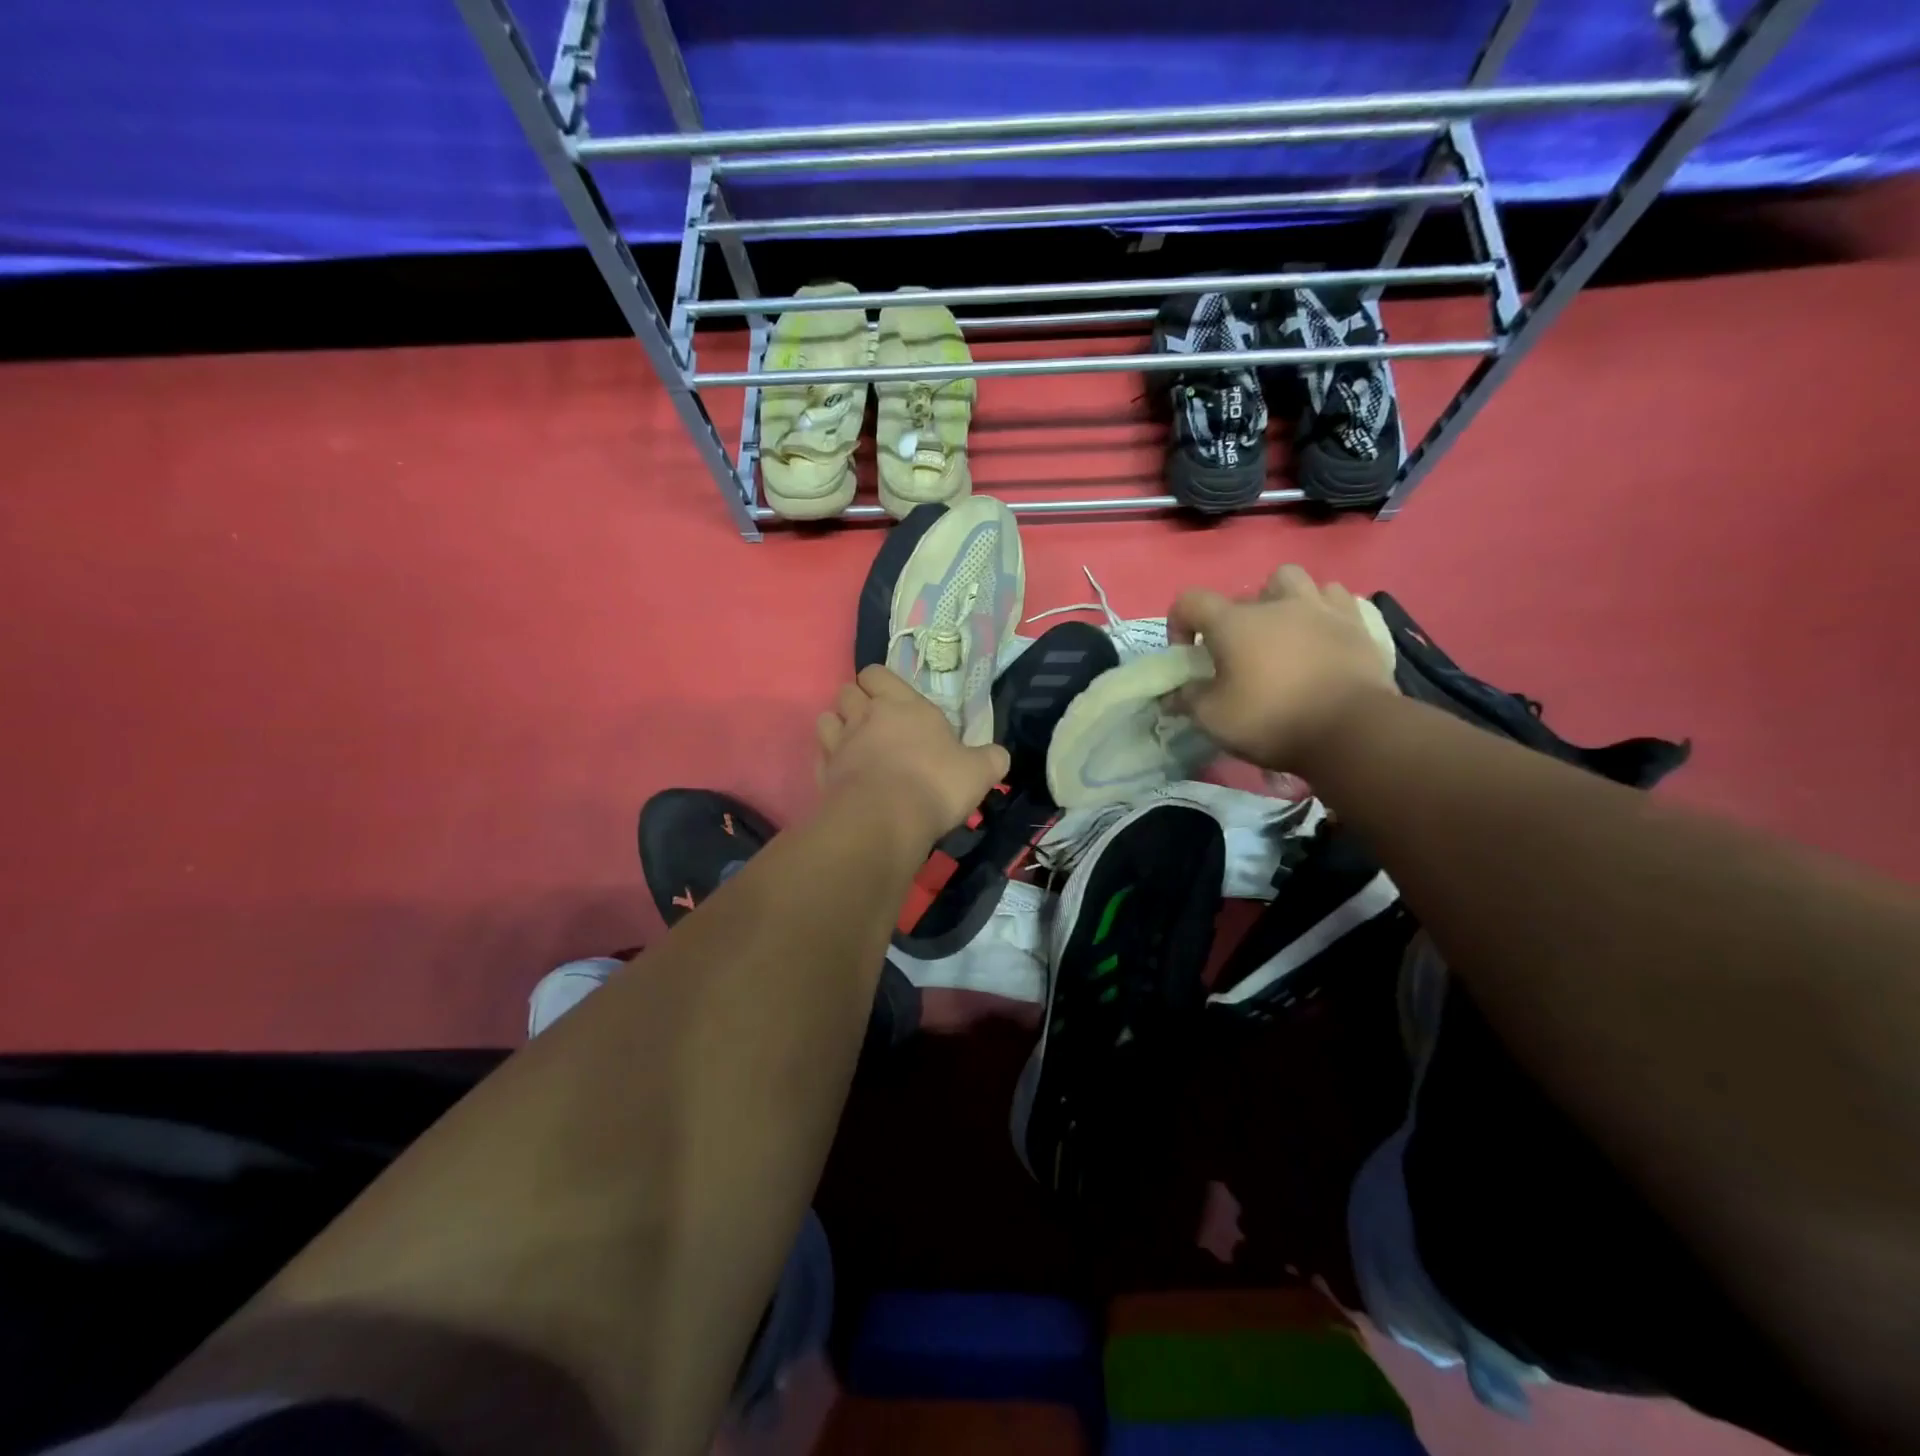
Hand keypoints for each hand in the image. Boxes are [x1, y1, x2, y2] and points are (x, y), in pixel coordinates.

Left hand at [816, 665, 1010, 848]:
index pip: (876, 673)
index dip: (879, 682)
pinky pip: (820, 756)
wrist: (885, 820)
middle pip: (846, 692)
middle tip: (875, 723)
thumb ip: (990, 759)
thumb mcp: (979, 772)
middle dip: (856, 702)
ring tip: (854, 745)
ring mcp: (840, 744)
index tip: (892, 700)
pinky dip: (829, 760)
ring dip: (837, 727)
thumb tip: (999, 756)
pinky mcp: (824, 774)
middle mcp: (866, 716)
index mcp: (903, 705)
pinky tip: (843, 774)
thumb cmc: (935, 784)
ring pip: (826, 720)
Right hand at [1169, 564, 1395, 772]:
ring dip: (1280, 600)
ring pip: (1292, 581)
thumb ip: (1189, 699)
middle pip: (1244, 592)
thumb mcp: (1213, 718)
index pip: (1191, 601)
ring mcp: (1320, 608)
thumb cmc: (1272, 720)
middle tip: (1238, 651)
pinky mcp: (1356, 622)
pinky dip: (1321, 610)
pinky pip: (1334, 597)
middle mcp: (1274, 604)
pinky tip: (1319, 633)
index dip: (1180, 623)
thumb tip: (1175, 693)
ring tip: (1281, 631)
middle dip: (1234, 618)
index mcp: (1233, 622)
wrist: (1351, 729)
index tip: (1187, 654)